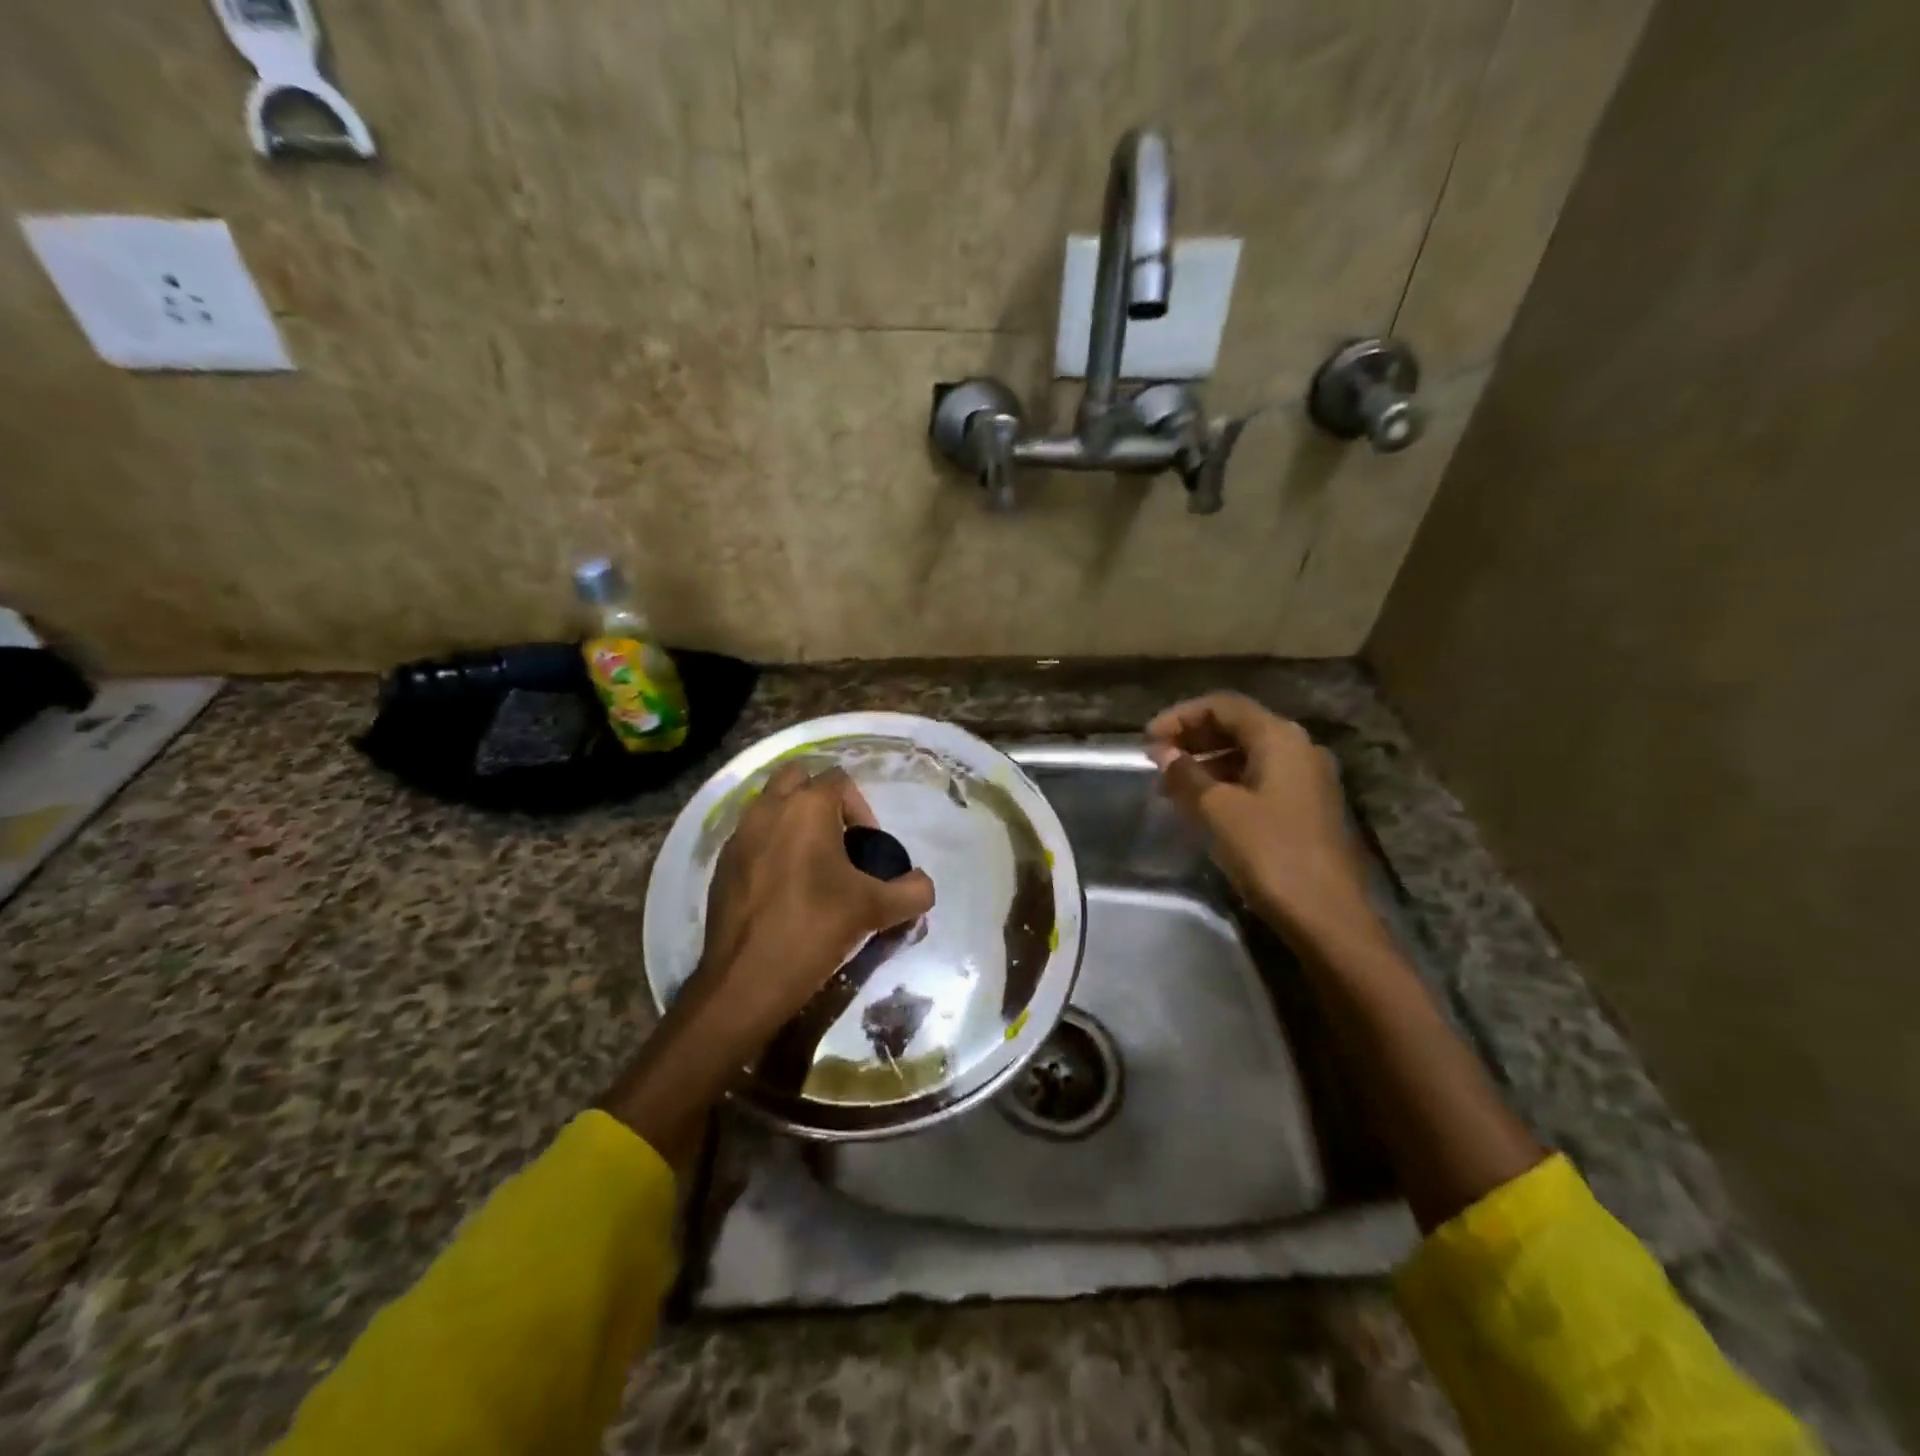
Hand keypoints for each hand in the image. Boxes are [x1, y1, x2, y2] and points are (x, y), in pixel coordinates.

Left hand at [692, 762, 935, 1048]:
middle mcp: (767, 809)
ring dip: (793, 822)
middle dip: (821, 800)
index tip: (868, 849)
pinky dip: (770, 847)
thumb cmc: (814, 930)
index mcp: (806, 807)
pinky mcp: (721, 865)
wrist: (745, 980)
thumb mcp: (876, 911)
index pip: (840, 779)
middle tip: (839, 842)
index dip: (862, 809)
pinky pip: (751, 838)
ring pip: (769, 805)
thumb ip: (913, 892)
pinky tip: (783, 890)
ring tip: (812, 866)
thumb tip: (922, 885)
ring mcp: (738, 836)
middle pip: (797, 777)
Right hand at [1146, 693, 1370, 939]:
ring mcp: (1307, 779)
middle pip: (1238, 726)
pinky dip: (1227, 782)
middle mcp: (1298, 748)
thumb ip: (1186, 775)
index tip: (1147, 740)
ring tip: (1171, 784)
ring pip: (1248, 753)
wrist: (1327, 915)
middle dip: (1193, 738)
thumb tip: (1162, 752)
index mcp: (1280, 738)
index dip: (1181, 716)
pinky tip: (1202, 804)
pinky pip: (1260, 778)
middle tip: (1156, 759)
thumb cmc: (1271, 853)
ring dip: (1208, 761)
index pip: (1223, 706)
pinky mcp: (1307, 807)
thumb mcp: (1218, 811)